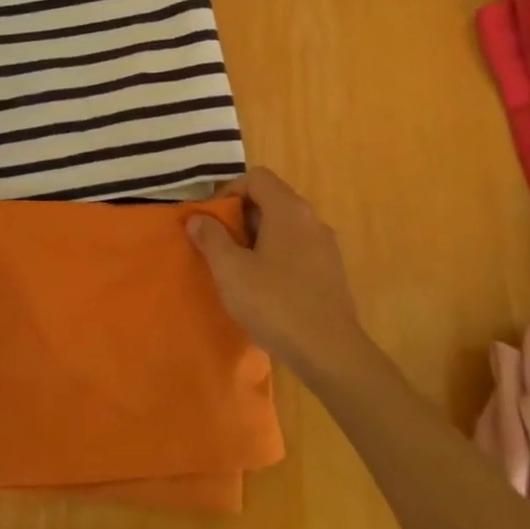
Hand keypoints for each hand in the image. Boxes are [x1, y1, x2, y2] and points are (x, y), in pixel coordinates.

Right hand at [187, 167, 371, 385]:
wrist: (329, 351)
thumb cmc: (275, 303)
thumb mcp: (231, 270)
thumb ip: (211, 238)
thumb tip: (198, 218)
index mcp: (288, 209)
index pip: (256, 177)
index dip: (229, 192)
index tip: (211, 220)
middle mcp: (311, 219)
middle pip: (271, 200)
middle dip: (241, 217)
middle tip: (219, 246)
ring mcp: (325, 245)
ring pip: (284, 227)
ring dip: (258, 238)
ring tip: (238, 269)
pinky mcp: (331, 271)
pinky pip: (297, 249)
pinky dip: (277, 256)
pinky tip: (264, 288)